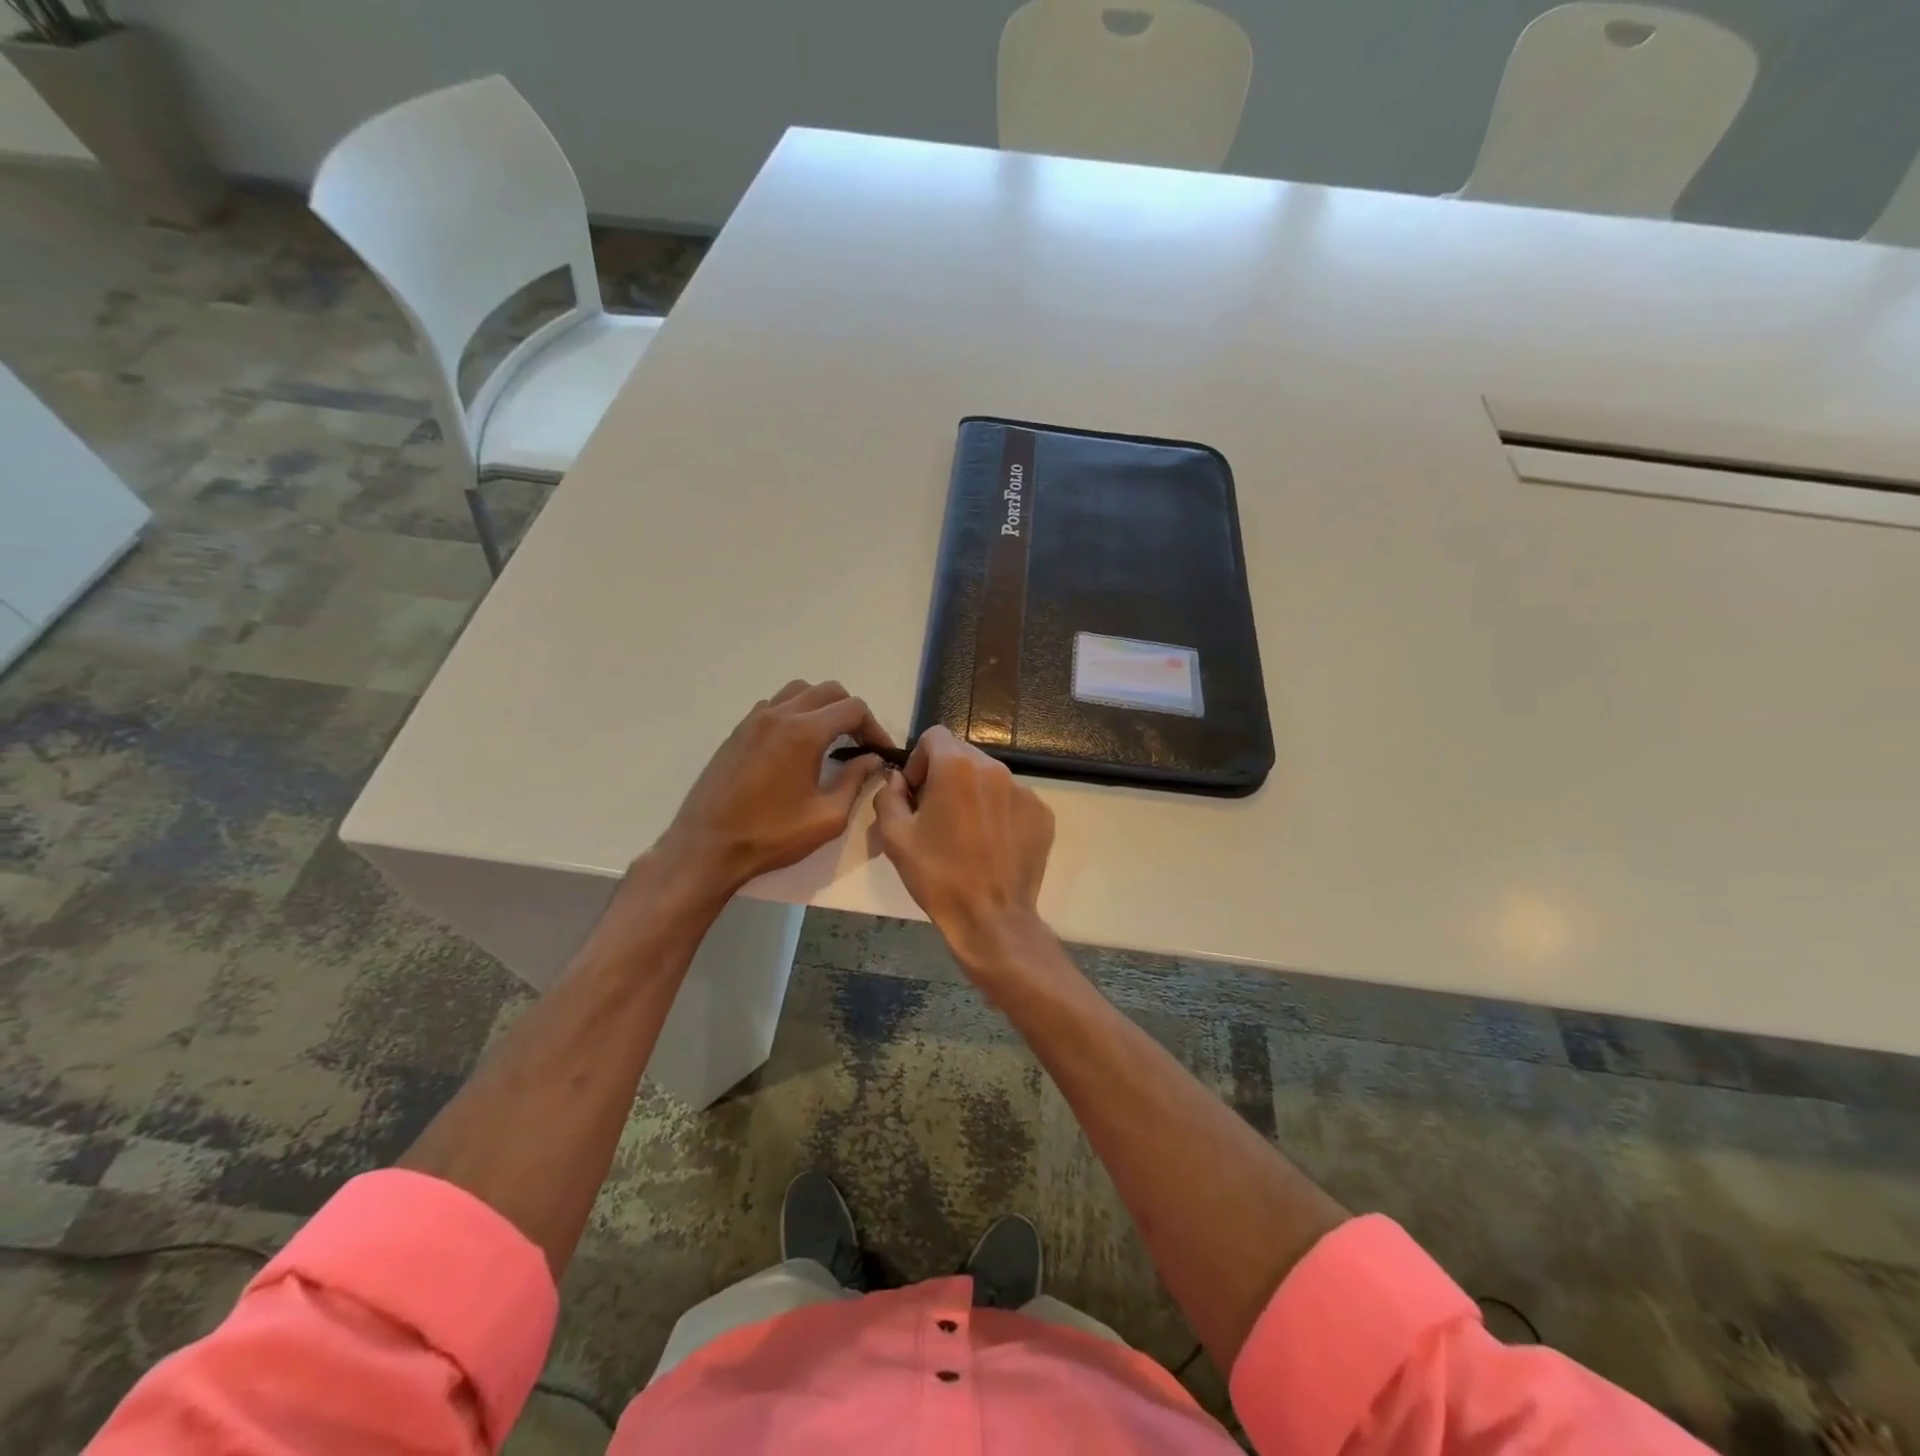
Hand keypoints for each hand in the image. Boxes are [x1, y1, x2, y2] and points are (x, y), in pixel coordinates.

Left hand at [658, 680, 892, 897]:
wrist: (706, 846)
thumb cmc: (770, 836)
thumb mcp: (826, 817)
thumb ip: (855, 781)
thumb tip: (872, 760)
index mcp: (804, 733)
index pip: (853, 708)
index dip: (875, 727)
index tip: (881, 752)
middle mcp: (780, 715)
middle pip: (829, 691)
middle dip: (852, 713)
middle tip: (861, 744)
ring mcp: (754, 720)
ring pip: (799, 691)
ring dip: (822, 707)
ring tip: (831, 738)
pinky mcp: (738, 731)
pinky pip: (775, 705)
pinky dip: (795, 713)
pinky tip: (797, 745)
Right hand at [873, 727, 1055, 974]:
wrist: (991, 918)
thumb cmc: (937, 875)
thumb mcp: (894, 836)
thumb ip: (889, 795)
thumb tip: (899, 780)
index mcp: (957, 767)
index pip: (934, 736)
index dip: (918, 761)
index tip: (916, 793)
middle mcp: (995, 769)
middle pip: (963, 755)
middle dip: (945, 776)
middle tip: (936, 814)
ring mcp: (1024, 791)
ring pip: (990, 778)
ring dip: (973, 794)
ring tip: (966, 833)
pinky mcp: (1042, 814)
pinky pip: (1013, 800)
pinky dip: (999, 813)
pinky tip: (991, 845)